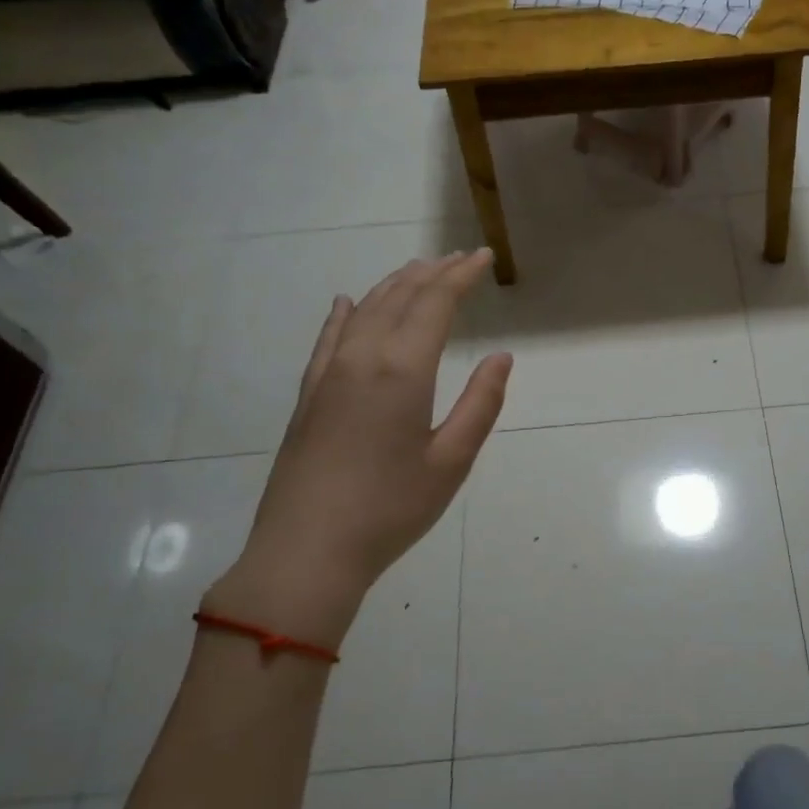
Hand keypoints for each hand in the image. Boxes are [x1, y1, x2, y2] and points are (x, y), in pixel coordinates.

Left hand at [203, 250, 510, 650]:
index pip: (435, 303)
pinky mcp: (308, 395)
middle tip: (457, 259)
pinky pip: (328, 338)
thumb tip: (501, 356)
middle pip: (399, 298)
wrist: (307, 550)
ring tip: (417, 271)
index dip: (461, 276)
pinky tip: (347, 303)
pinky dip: (344, 314)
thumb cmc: (391, 509)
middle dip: (431, 274)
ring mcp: (328, 374)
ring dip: (394, 286)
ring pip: (364, 311)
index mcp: (402, 370)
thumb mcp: (452, 461)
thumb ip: (481, 403)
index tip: (482, 257)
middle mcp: (362, 358)